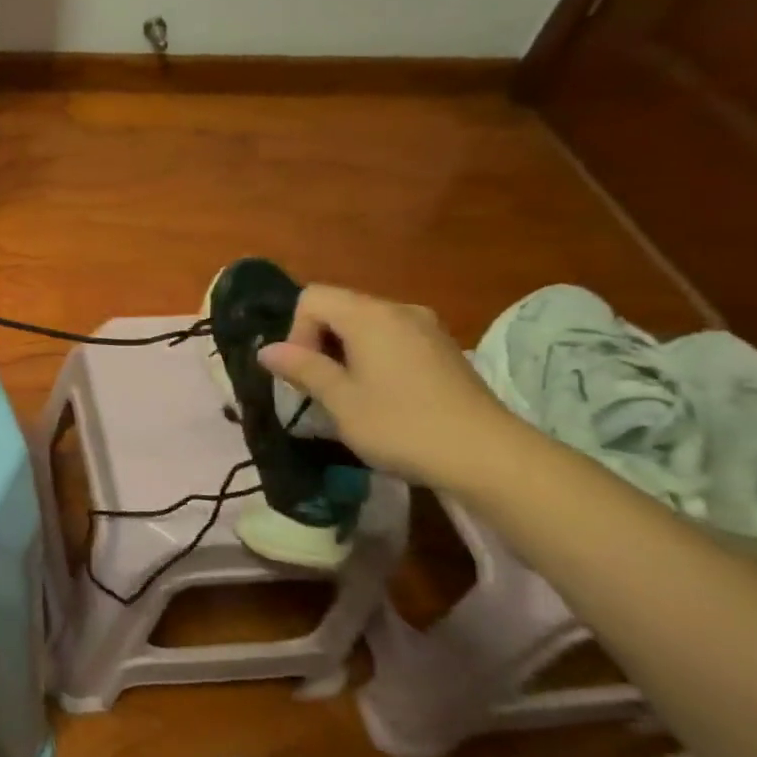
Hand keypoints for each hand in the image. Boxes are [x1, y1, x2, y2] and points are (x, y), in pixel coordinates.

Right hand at [257, 285, 523, 491]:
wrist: (490, 457)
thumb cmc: (402, 425)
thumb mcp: (340, 401)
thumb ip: (302, 368)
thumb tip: (267, 350)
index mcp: (369, 315)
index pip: (312, 298)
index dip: (297, 332)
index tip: (308, 373)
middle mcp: (399, 310)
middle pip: (340, 308)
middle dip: (320, 343)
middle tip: (323, 390)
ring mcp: (428, 329)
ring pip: (367, 326)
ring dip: (347, 354)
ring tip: (351, 397)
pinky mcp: (445, 351)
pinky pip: (394, 340)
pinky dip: (376, 360)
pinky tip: (386, 398)